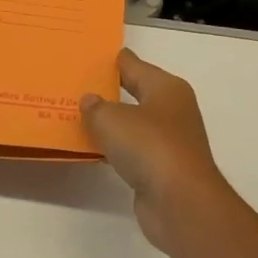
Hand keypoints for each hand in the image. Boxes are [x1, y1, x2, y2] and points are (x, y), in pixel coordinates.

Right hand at [81, 49, 236, 253]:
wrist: (181, 201)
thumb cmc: (150, 146)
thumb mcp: (113, 119)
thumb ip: (96, 107)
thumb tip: (91, 100)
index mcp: (166, 88)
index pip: (134, 65)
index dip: (113, 60)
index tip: (89, 56)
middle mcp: (172, 110)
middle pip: (135, 93)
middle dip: (108, 91)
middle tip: (77, 85)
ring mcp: (170, 141)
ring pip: (133, 124)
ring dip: (110, 123)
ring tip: (77, 116)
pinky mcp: (162, 169)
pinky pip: (132, 151)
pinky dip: (114, 149)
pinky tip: (93, 149)